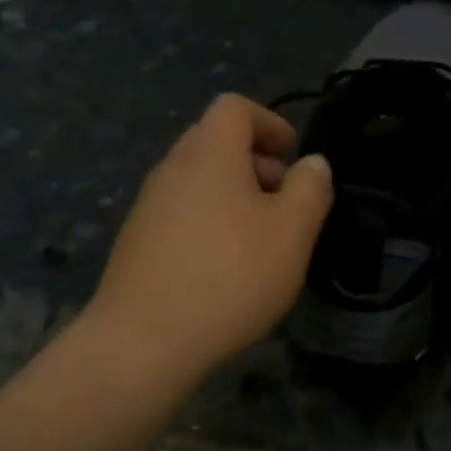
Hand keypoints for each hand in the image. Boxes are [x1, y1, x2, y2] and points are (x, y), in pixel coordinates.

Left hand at [84, 94, 331, 385]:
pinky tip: (227, 267)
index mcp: (209, 154)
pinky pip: (182, 212)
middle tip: (285, 202)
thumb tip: (313, 163)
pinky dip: (211, 222)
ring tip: (262, 240)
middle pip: (215, 141)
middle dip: (257, 162)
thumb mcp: (292, 232)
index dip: (271, 123)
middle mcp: (172, 169)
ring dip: (235, 195)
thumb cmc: (230, 276)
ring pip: (199, 180)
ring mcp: (148, 206)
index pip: (235, 107)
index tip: (294, 158)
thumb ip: (310, 189)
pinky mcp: (137, 242)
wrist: (144, 342)